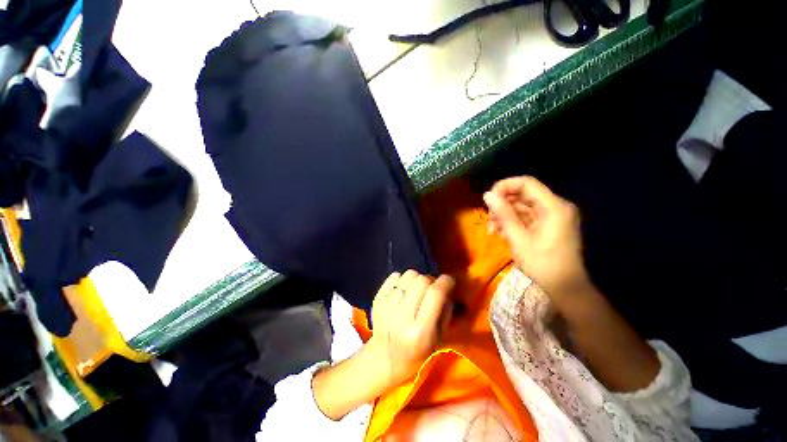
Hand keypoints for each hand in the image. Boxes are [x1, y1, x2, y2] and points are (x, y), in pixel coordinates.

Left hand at [368, 270, 454, 387]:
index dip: (446, 282)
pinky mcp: (378, 298)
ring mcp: (387, 305)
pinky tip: (404, 291)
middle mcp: (402, 316)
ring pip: (408, 275)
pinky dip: (402, 280)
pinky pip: (394, 276)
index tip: (450, 281)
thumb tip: (448, 286)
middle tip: (432, 289)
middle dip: (431, 281)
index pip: (435, 294)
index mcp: (420, 331)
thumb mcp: (439, 339)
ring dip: (417, 279)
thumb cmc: (417, 354)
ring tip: (417, 291)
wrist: (385, 359)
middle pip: (421, 280)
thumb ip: (446, 310)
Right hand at [483, 176, 590, 304]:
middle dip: (502, 205)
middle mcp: (555, 206)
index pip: (526, 183)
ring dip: (505, 215)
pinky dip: (513, 223)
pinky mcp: (549, 224)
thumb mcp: (519, 239)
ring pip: (522, 206)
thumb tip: (487, 195)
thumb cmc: (543, 265)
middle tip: (489, 221)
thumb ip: (503, 214)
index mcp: (553, 207)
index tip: (488, 200)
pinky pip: (527, 216)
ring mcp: (553, 216)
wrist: (566, 288)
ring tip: (493, 231)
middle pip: (523, 194)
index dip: (504, 186)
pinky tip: (503, 234)